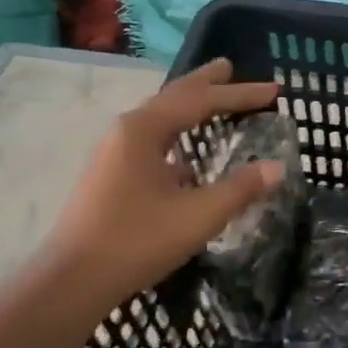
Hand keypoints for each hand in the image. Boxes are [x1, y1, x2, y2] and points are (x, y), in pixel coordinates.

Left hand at [41, 59, 283, 311]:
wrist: (71, 280)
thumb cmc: (136, 241)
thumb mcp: (198, 215)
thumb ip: (240, 189)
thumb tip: (276, 167)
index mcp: (144, 129)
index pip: (201, 100)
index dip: (240, 95)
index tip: (275, 90)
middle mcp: (126, 131)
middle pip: (173, 97)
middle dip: (205, 83)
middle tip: (229, 66)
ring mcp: (113, 152)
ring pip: (159, 117)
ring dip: (188, 106)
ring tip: (211, 98)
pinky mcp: (110, 174)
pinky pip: (151, 139)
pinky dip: (175, 131)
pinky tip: (184, 152)